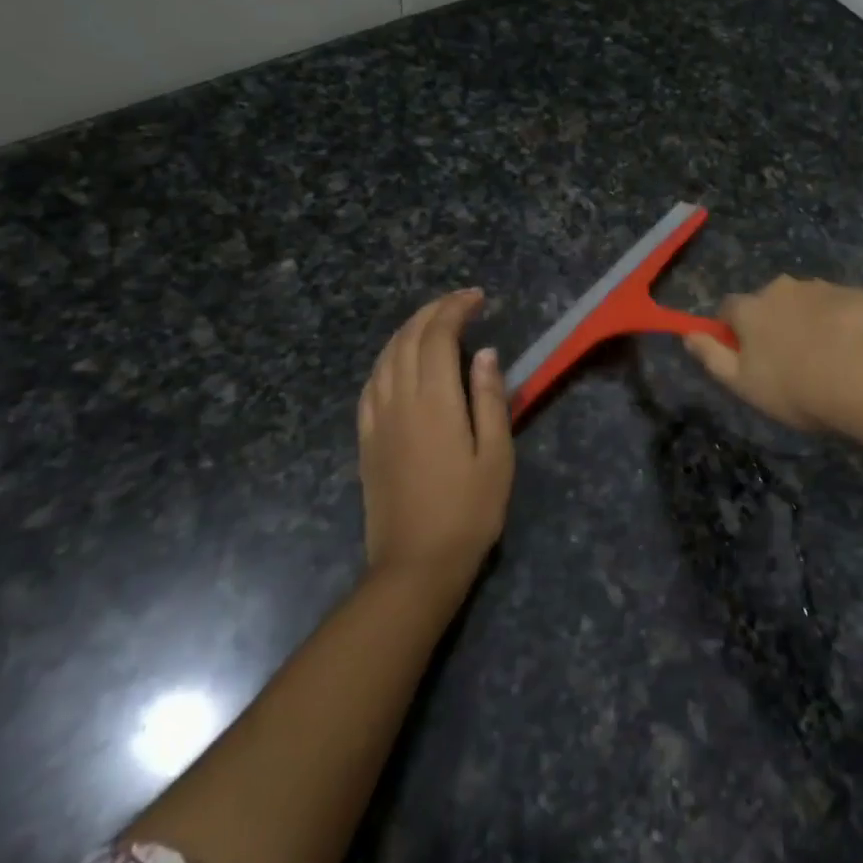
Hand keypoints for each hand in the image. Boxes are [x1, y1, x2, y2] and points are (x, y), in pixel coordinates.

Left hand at [358, 289, 514, 581]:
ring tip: (432, 322)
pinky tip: (398, 362)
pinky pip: (370, 385)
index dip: (455, 309)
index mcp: (435, 401)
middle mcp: (400, 400)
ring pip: (385, 357)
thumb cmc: (469, 511)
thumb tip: (485, 353)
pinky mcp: (366, 440)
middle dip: (432, 311)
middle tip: (459, 301)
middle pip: (408, 339)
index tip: (477, 297)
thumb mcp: (496, 456)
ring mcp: (377, 420)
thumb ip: (490, 399)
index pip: (438, 336)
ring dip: (408, 330)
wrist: (415, 565)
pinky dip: (386, 360)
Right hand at [685, 276, 862, 431]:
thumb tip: (687, 335)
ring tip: (826, 357)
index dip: (733, 330)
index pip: (728, 308)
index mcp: (750, 309)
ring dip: (808, 320)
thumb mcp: (743, 384)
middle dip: (774, 322)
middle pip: (769, 301)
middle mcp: (781, 288)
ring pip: (805, 301)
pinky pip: (839, 306)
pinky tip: (854, 350)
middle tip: (790, 359)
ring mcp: (821, 288)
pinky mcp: (856, 294)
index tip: (745, 354)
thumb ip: (711, 357)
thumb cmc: (796, 387)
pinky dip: (840, 322)